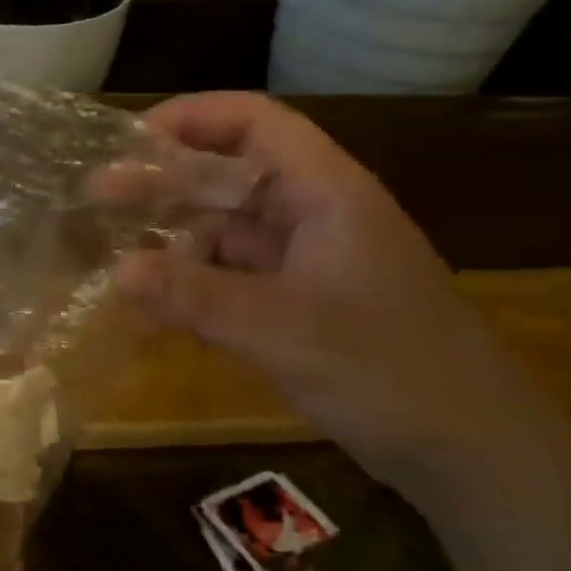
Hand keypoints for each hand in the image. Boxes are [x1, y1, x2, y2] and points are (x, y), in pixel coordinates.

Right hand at [110, 92, 565, 487]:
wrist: (473, 451)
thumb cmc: (388, 371)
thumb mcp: (282, 329)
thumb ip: (196, 295)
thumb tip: (115, 269)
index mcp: (324, 191)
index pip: (253, 122)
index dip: (190, 118)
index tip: (127, 142)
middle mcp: (313, 213)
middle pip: (229, 174)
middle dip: (164, 182)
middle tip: (97, 197)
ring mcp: (307, 260)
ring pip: (226, 229)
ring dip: (175, 241)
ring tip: (116, 260)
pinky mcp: (299, 301)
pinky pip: (233, 276)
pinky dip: (194, 284)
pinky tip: (156, 307)